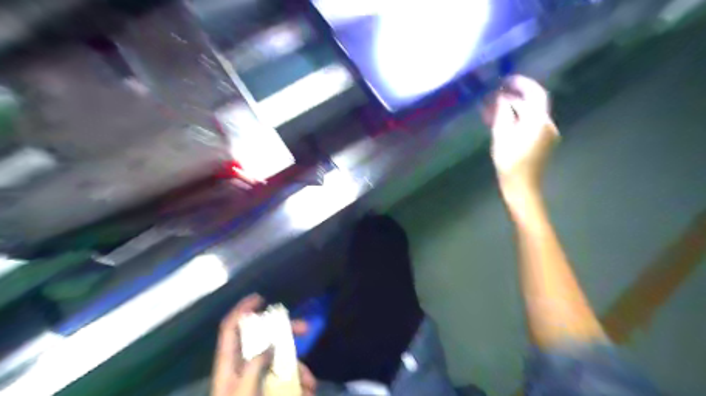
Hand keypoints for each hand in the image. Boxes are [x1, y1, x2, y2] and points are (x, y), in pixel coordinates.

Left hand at [212, 295, 316, 395]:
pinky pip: (285, 377)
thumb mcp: (243, 394)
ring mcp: (256, 377)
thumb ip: (253, 366)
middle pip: (263, 338)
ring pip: (279, 358)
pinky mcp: (267, 388)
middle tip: (306, 328)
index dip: (242, 310)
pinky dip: (298, 381)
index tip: (260, 298)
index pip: (231, 329)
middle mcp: (243, 366)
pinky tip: (308, 391)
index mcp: (229, 365)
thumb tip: (269, 343)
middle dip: (285, 331)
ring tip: (311, 385)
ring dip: (298, 366)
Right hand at [482, 74, 559, 190]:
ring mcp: (548, 133)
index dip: (520, 84)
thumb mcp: (501, 136)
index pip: (533, 94)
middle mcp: (548, 123)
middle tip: (495, 96)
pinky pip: (532, 123)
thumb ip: (503, 114)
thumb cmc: (509, 164)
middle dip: (514, 97)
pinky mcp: (544, 141)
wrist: (521, 187)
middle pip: (533, 103)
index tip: (505, 80)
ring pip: (531, 113)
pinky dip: (519, 119)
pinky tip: (504, 122)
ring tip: (494, 110)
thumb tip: (502, 98)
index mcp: (538, 121)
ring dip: (514, 109)